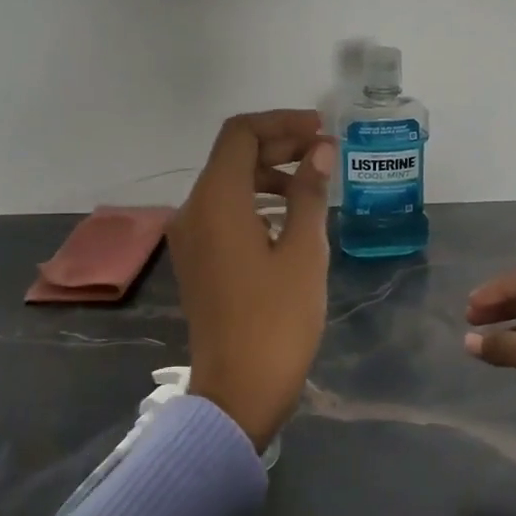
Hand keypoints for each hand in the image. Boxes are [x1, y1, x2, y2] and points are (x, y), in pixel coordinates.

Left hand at [171, 110, 336, 451]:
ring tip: (313, 181)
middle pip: (232, 155)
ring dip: (269, 172)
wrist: (237, 393)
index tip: (321, 131)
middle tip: (324, 150)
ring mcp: (191, 237)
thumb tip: (319, 150)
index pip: (240, 134)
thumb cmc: (277, 321)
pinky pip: (224, 212)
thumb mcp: (304, 252)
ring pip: (228, 183)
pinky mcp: (197, 259)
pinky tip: (290, 216)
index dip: (282, 123)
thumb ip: (309, 193)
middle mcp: (193, 210)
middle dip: (279, 144)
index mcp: (216, 201)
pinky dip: (255, 200)